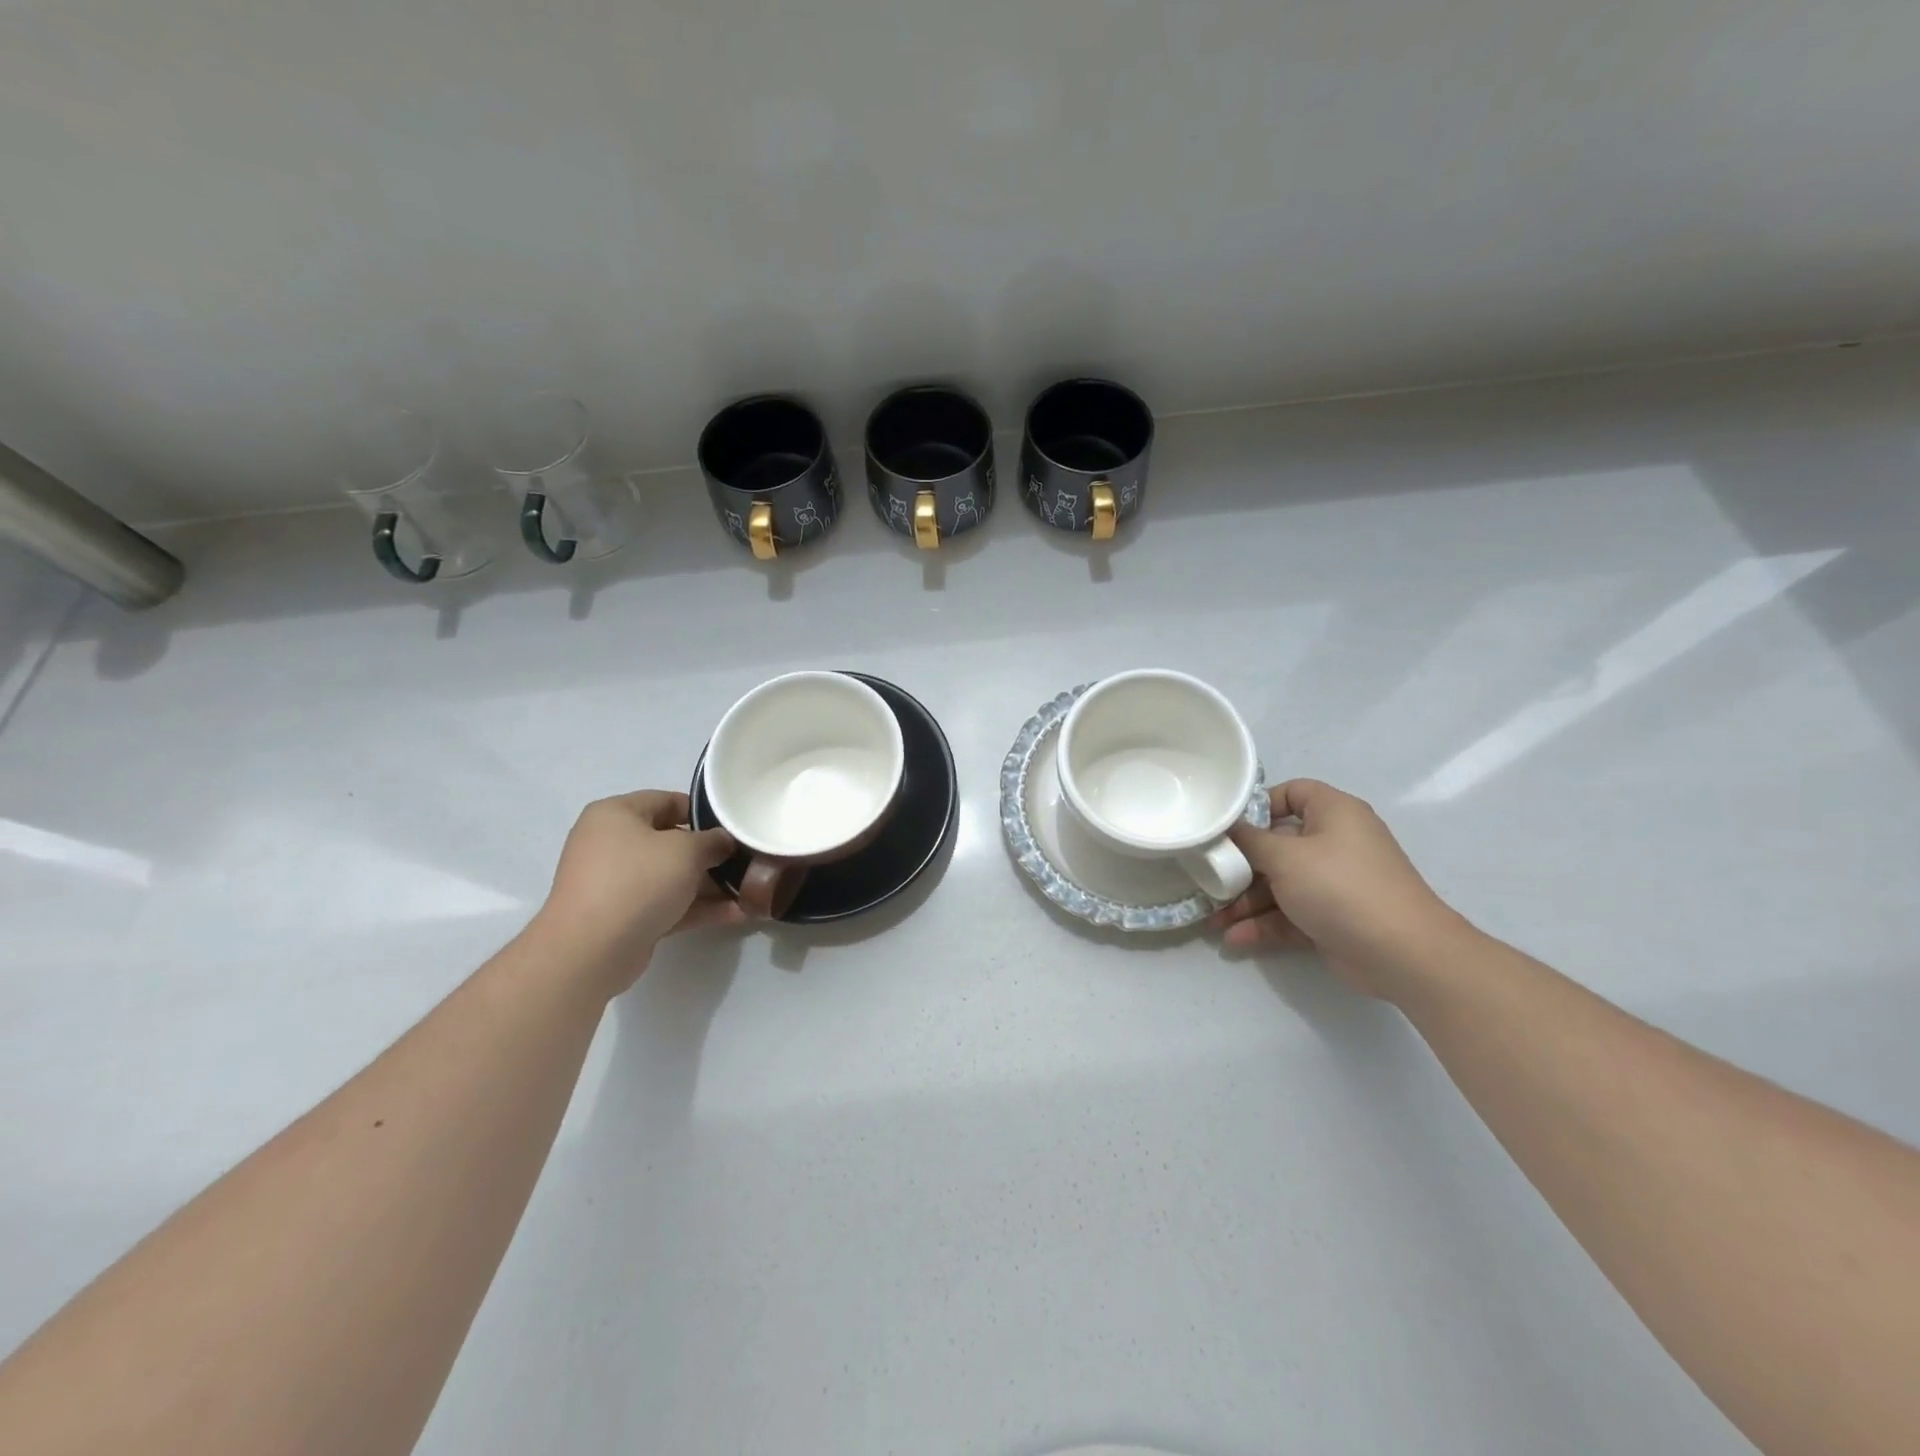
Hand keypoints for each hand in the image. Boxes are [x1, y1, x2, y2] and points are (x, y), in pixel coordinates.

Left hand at [532, 791, 742, 994]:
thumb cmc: (637, 881)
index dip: (704, 812)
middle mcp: (611, 843)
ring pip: (671, 876)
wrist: (590, 950)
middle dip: (710, 854)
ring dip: (708, 885)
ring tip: (749, 890)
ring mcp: (616, 883)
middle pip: (670, 841)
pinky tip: (735, 913)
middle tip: (745, 860)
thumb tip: (724, 842)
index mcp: (616, 814)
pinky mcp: (624, 917)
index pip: (667, 801)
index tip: (733, 827)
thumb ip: (712, 841)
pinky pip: (666, 903)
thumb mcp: (685, 850)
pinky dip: (696, 907)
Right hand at [1213, 779, 1464, 998]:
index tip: (1226, 826)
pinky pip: (1290, 914)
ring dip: (1246, 902)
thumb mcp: (1285, 857)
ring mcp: (1335, 883)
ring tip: (1212, 920)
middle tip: (1208, 877)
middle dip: (1240, 866)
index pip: (1292, 793)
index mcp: (1333, 813)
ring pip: (1280, 884)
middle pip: (1277, 845)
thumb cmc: (1340, 887)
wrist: (1402, 954)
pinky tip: (1235, 938)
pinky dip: (1264, 924)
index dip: (1258, 805)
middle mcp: (1335, 843)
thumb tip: (1226, 830)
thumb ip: (1249, 841)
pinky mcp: (1333, 918)